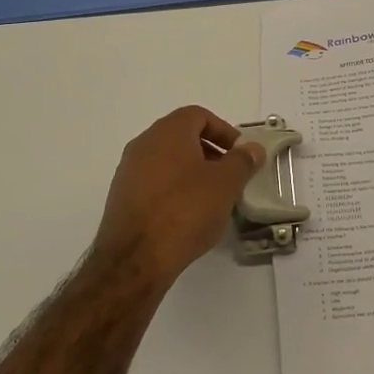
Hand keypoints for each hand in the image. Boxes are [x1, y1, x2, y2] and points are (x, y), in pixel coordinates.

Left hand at [95, 106, 263, 291]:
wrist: (136, 258)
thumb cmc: (186, 210)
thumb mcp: (226, 184)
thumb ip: (242, 161)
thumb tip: (252, 148)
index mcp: (168, 131)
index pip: (199, 115)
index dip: (224, 131)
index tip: (240, 154)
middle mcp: (144, 144)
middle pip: (182, 137)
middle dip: (210, 152)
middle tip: (230, 175)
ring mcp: (128, 171)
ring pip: (167, 161)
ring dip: (192, 172)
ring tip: (212, 199)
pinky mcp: (121, 198)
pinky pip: (154, 183)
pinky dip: (174, 190)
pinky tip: (188, 216)